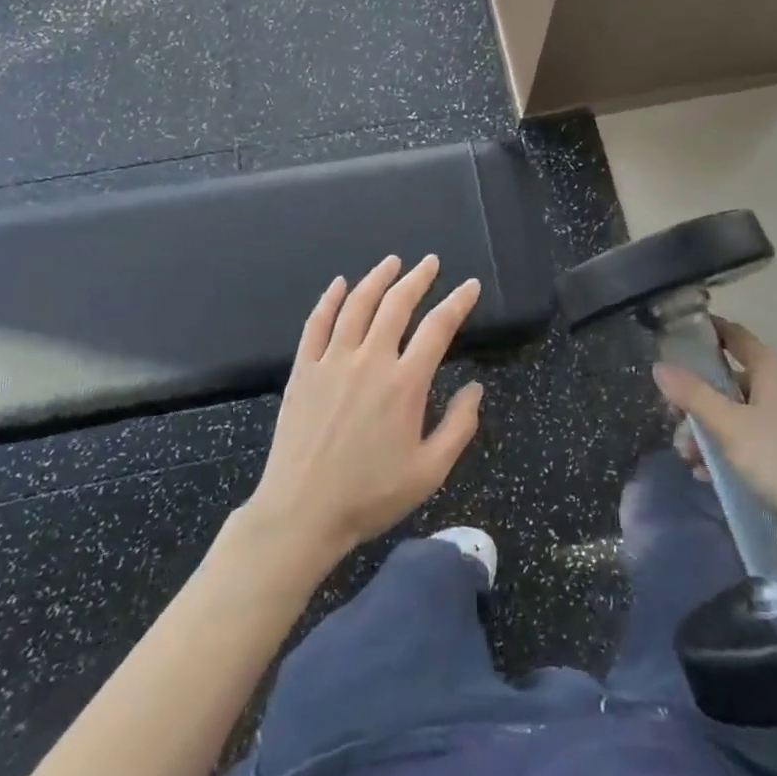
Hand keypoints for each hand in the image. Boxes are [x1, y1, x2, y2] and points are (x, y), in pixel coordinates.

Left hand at [244, 256, 483, 567]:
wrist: (301, 513)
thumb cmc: (370, 495)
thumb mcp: (429, 472)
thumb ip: (459, 427)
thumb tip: (475, 388)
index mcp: (405, 383)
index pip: (438, 327)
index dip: (458, 302)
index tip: (471, 285)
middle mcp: (370, 360)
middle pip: (397, 304)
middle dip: (418, 278)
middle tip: (431, 262)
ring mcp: (332, 361)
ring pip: (357, 304)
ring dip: (377, 278)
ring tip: (392, 261)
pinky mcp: (303, 369)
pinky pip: (317, 323)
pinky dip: (329, 299)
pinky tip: (339, 284)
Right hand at [653, 317, 776, 554]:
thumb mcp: (729, 426)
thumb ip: (692, 395)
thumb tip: (659, 365)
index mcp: (770, 370)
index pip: (733, 335)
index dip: (704, 333)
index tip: (672, 339)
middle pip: (727, 379)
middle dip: (696, 398)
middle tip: (672, 416)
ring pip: (734, 414)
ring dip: (707, 431)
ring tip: (688, 456)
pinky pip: (747, 441)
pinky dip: (725, 451)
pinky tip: (706, 475)